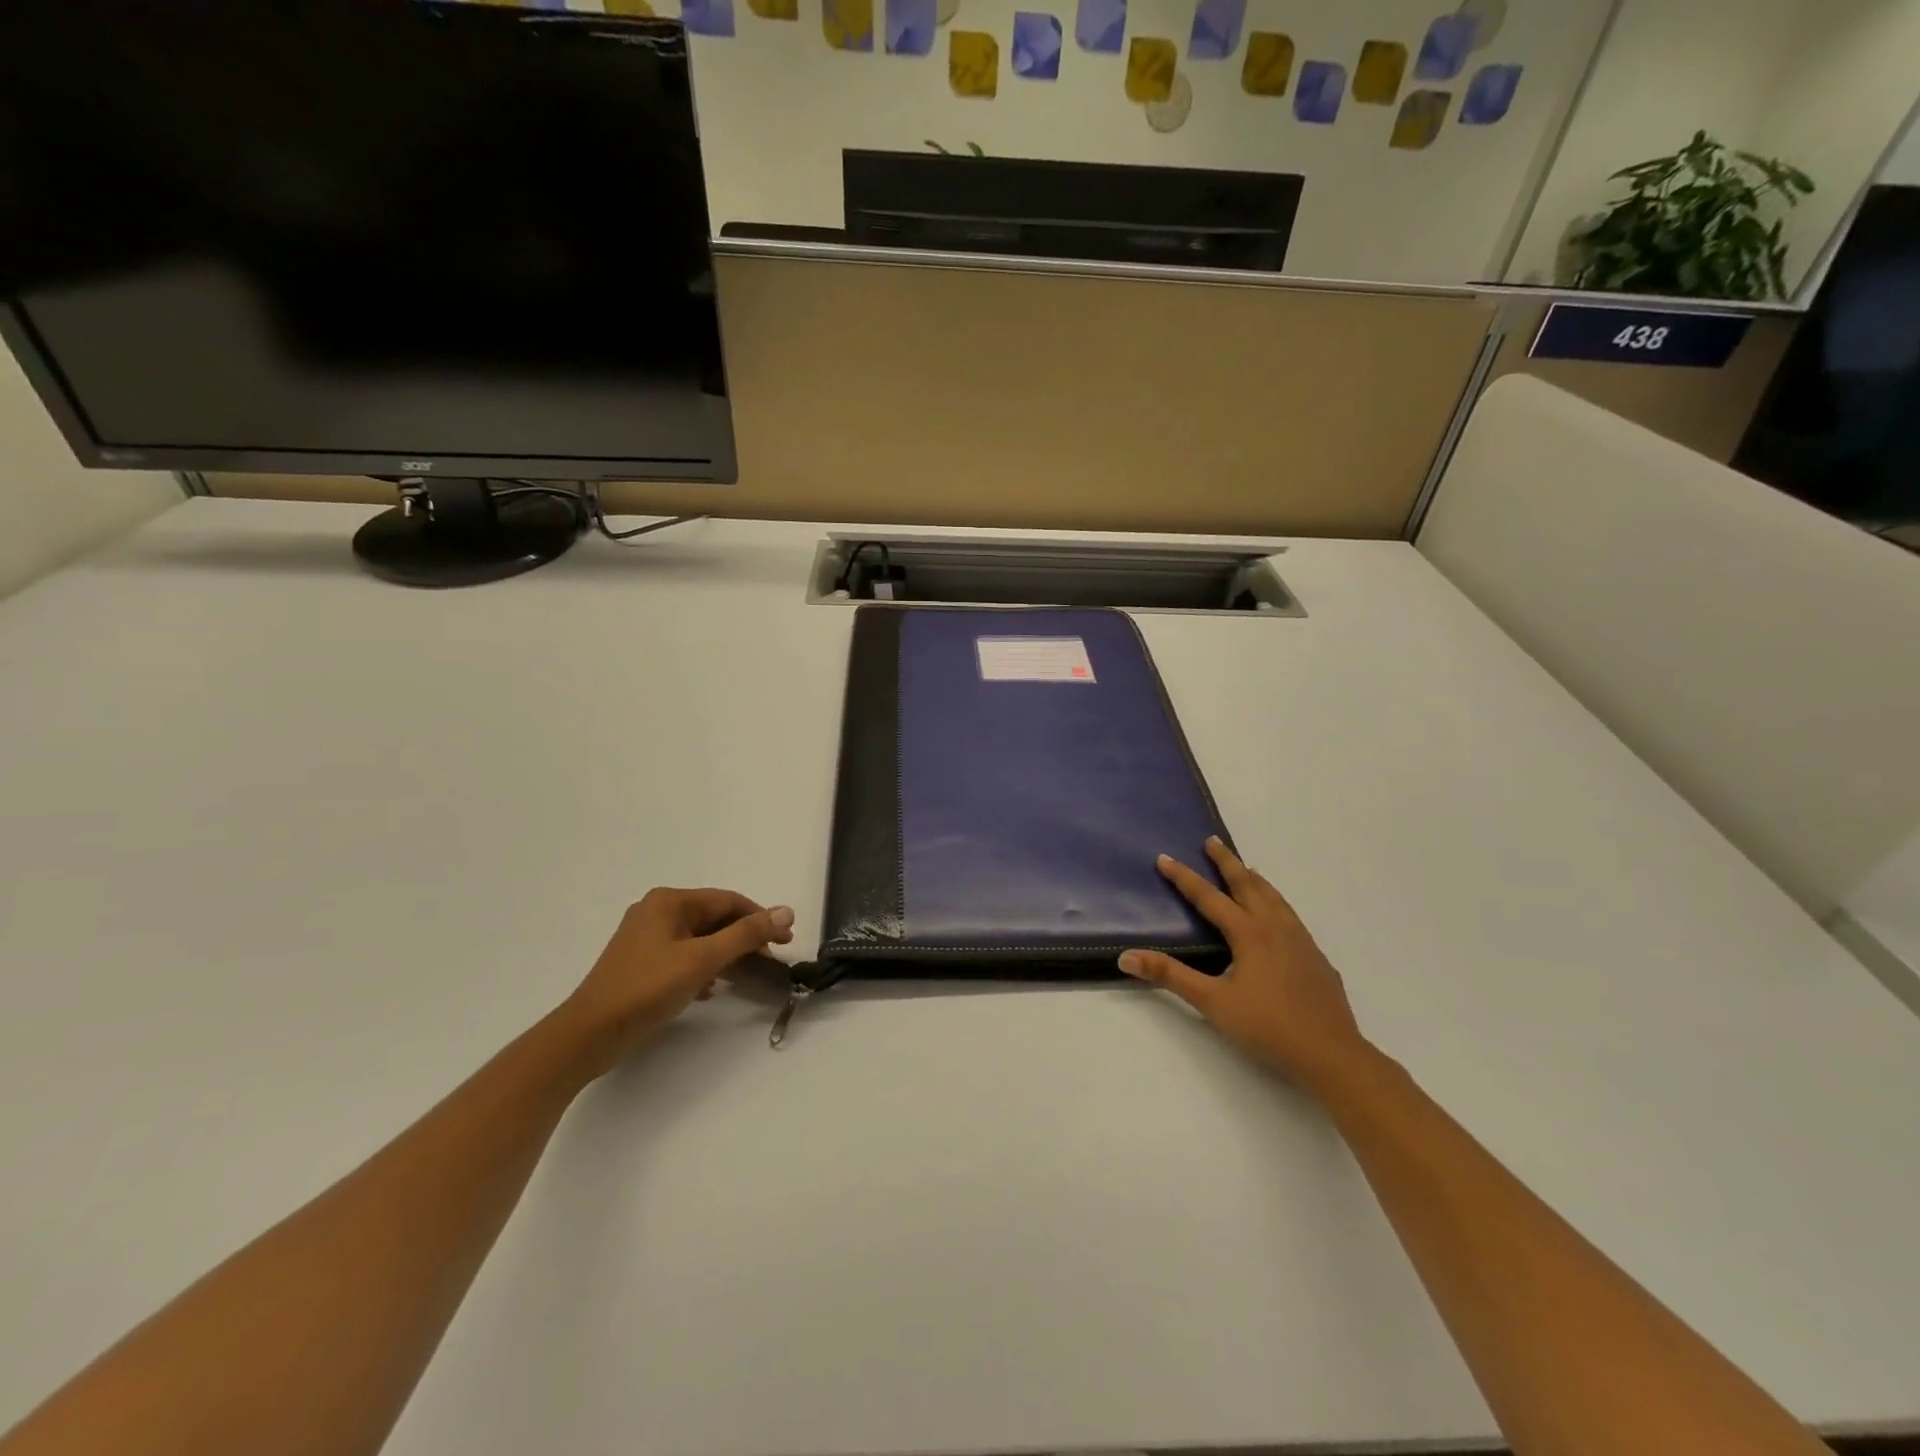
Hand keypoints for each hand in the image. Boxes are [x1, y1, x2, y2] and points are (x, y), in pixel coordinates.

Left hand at [564, 887, 794, 1071]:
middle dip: (744, 938)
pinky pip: (684, 956)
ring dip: (726, 954)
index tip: (786, 939)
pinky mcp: (641, 964)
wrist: (589, 1035)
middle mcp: (657, 912)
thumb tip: (786, 912)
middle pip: (714, 918)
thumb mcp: (703, 959)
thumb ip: (746, 934)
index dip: (760, 918)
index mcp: (669, 901)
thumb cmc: (647, 989)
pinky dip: (704, 968)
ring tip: (748, 975)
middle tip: (771, 959)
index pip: (728, 901)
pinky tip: (713, 989)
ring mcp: (646, 939)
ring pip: (700, 939)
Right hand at [1120, 837, 1369, 1094]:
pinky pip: (1291, 916)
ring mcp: (1301, 941)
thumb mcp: (1212, 1002)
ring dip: (1254, 878)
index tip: (1164, 859)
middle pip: (1248, 884)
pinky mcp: (1316, 958)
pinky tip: (1277, 916)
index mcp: (1249, 933)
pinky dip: (1275, 901)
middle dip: (1226, 862)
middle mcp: (1275, 927)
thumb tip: (1127, 957)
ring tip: (1244, 868)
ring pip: (1274, 897)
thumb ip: (1170, 976)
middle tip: (1212, 841)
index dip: (1184, 877)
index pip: (1209, 897)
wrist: (1332, 1054)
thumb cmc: (1267, 1027)